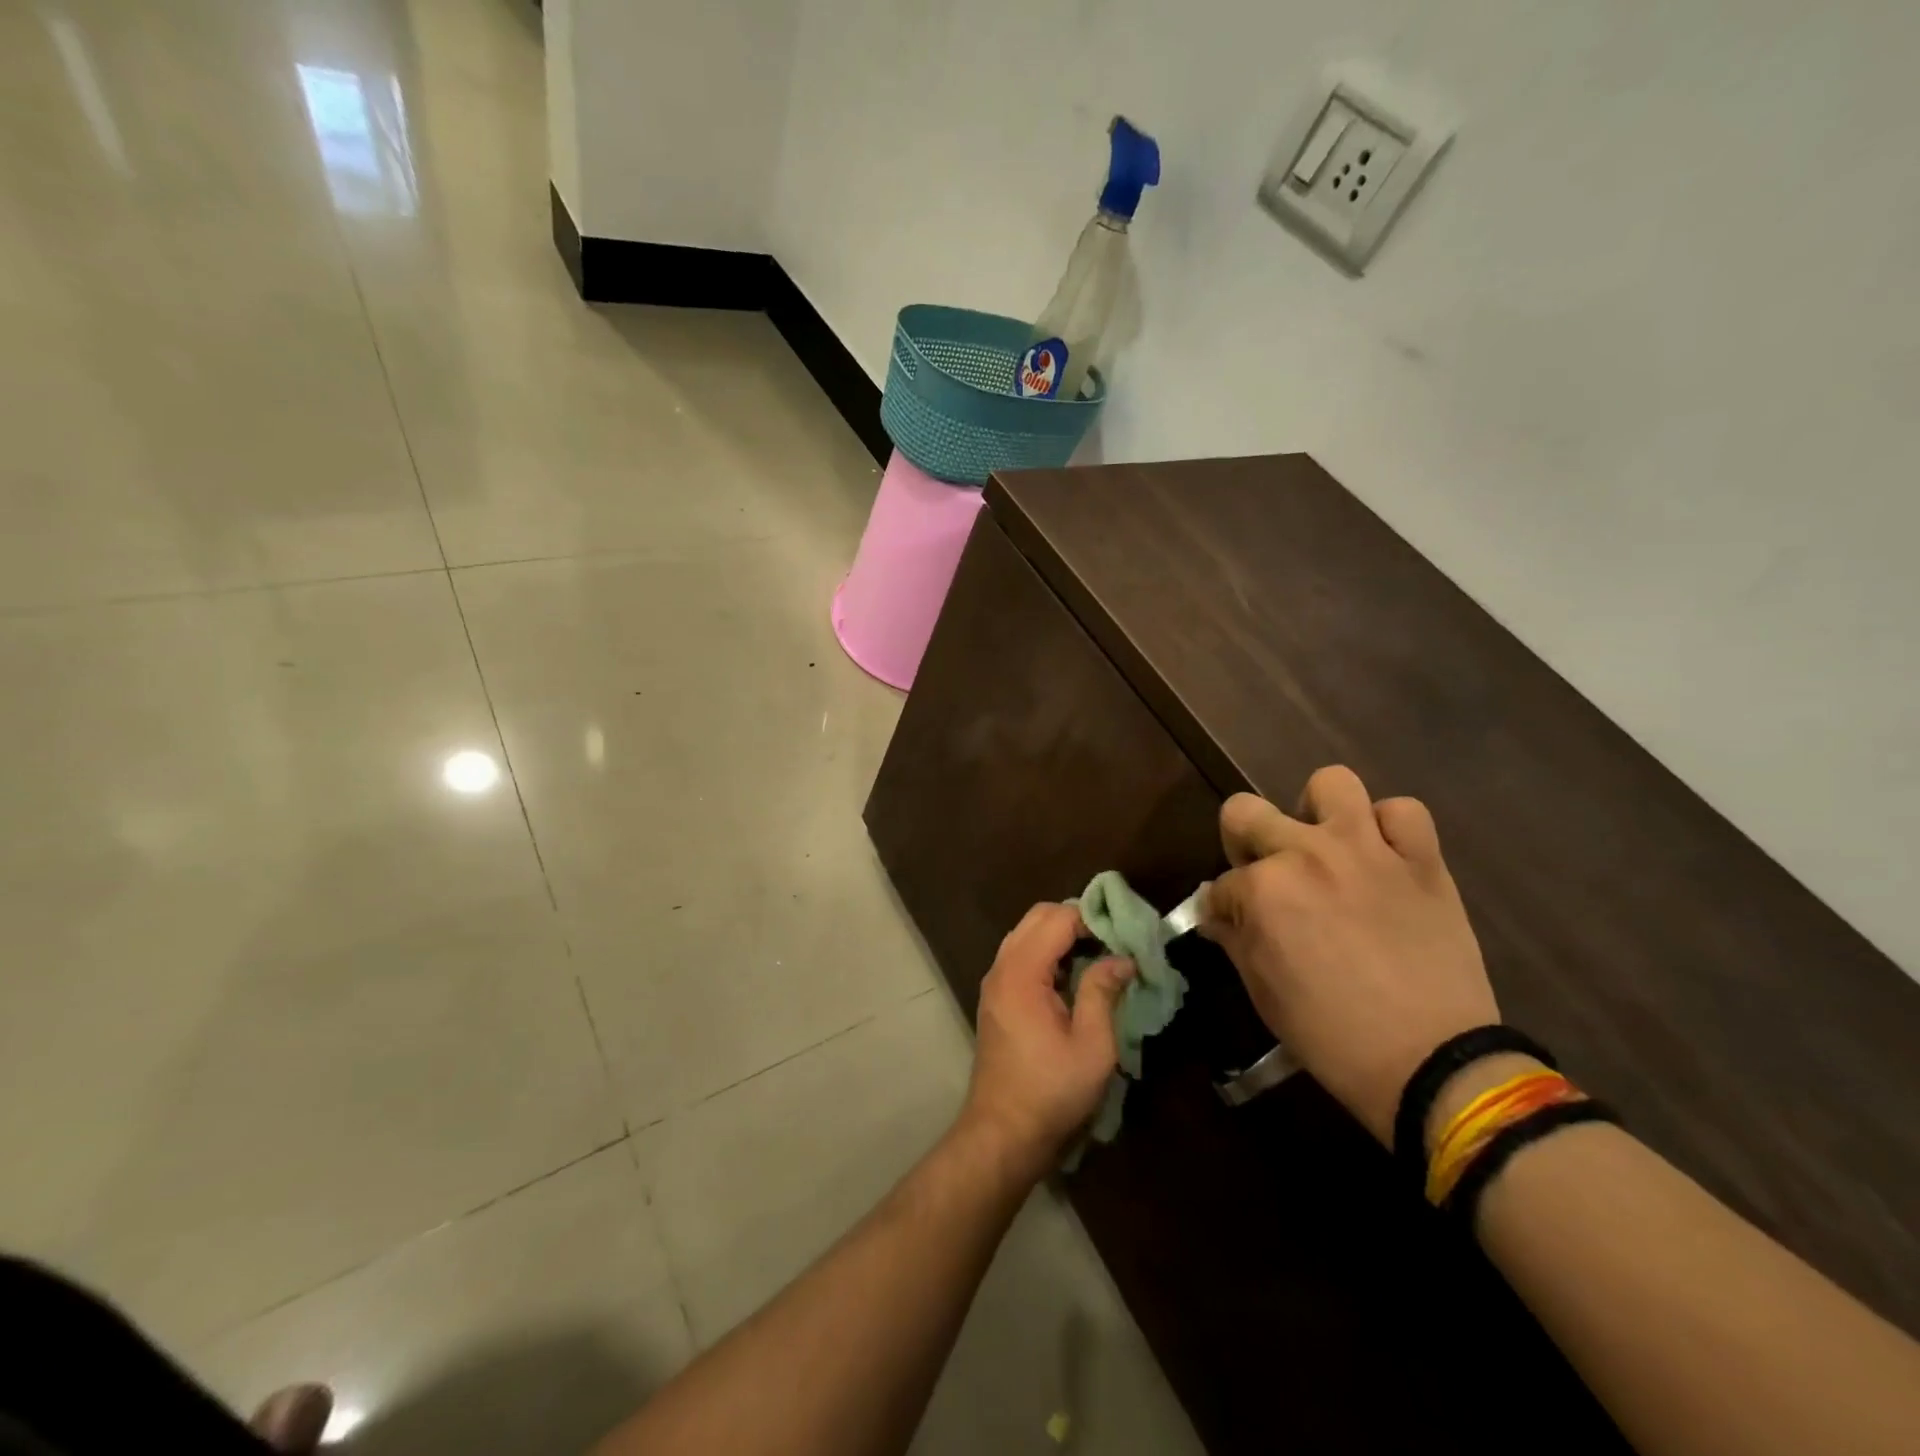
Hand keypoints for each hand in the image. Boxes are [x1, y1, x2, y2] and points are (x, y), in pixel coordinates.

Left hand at [960, 902, 1134, 1177]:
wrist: (1004, 1132)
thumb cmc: (1051, 1091)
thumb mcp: (1092, 1045)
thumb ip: (1102, 991)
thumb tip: (1122, 958)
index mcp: (1022, 972)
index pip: (1057, 918)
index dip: (1092, 918)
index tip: (1123, 936)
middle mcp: (1002, 967)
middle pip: (1037, 917)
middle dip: (1075, 919)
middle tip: (1112, 942)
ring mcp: (995, 982)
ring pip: (1027, 934)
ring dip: (1060, 935)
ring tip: (1097, 957)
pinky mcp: (996, 997)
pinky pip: (1021, 955)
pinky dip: (1047, 952)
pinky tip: (1073, 977)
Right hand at [1202, 766, 1498, 1144]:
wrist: (1434, 1063)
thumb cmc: (1332, 1035)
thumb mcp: (1263, 992)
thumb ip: (1235, 939)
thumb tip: (1218, 915)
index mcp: (1262, 890)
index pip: (1221, 883)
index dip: (1223, 907)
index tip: (1233, 925)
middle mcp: (1306, 854)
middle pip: (1245, 811)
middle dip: (1241, 841)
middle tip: (1263, 871)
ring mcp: (1367, 850)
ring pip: (1330, 783)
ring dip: (1317, 811)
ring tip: (1325, 844)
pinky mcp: (1421, 859)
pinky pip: (1403, 812)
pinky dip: (1389, 828)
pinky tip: (1383, 856)